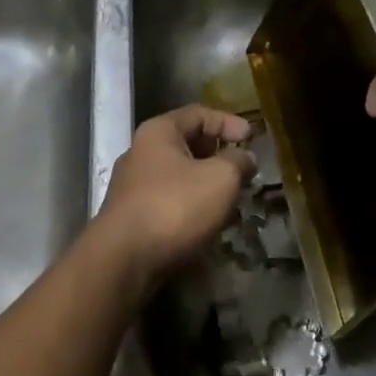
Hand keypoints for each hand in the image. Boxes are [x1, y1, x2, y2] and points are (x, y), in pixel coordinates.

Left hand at [95, 105, 254, 292]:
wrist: (123, 262)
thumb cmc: (174, 207)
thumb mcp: (220, 178)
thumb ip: (238, 162)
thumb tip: (246, 157)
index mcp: (159, 132)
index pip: (199, 114)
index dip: (228, 122)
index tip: (252, 137)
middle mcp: (141, 152)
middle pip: (187, 143)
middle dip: (218, 154)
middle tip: (243, 168)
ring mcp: (133, 186)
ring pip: (180, 175)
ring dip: (207, 183)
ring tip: (232, 197)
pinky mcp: (132, 217)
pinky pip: (170, 200)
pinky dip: (192, 204)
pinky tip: (209, 221)